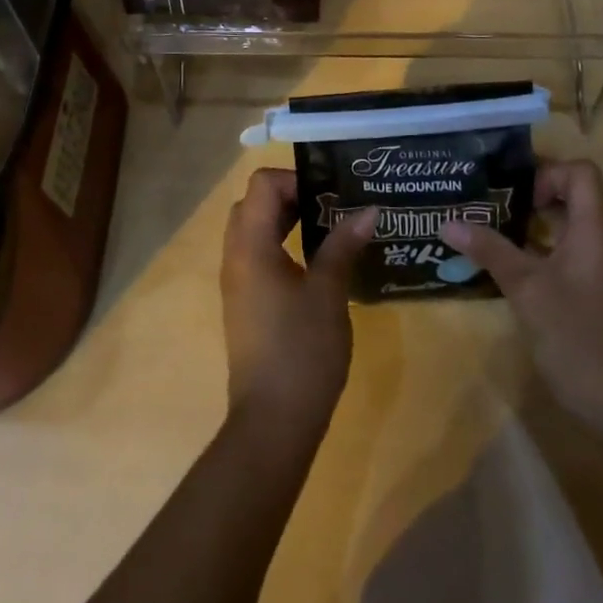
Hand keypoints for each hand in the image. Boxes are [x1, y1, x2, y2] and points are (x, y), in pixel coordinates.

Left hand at [221, 168, 376, 438]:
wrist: (272, 424)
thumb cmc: (301, 352)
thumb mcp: (329, 293)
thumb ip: (343, 245)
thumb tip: (368, 210)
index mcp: (251, 245)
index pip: (262, 184)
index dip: (295, 179)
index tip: (330, 194)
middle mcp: (235, 256)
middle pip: (254, 203)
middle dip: (293, 196)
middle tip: (332, 207)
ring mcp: (237, 281)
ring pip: (255, 229)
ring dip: (287, 221)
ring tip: (330, 230)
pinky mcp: (245, 303)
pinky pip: (257, 255)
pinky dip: (282, 245)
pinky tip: (316, 264)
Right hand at [441, 158, 602, 447]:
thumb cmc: (577, 337)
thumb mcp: (526, 289)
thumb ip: (490, 250)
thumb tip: (449, 222)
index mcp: (596, 229)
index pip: (581, 172)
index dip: (547, 173)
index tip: (515, 195)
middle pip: (574, 194)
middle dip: (532, 194)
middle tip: (492, 205)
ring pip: (571, 224)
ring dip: (534, 223)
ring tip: (492, 230)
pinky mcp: (598, 292)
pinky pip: (571, 251)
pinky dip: (543, 248)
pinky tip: (511, 267)